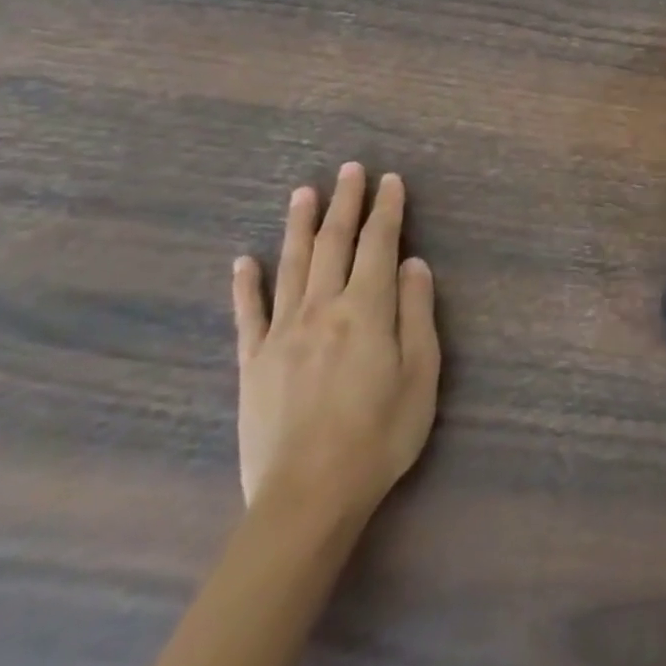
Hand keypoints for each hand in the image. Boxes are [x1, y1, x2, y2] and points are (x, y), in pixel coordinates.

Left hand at [231, 163, 439, 520]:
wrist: (308, 496)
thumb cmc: (381, 434)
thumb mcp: (421, 372)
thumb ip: (416, 312)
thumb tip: (414, 263)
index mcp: (367, 309)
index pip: (380, 244)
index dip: (387, 209)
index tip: (391, 180)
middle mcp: (322, 308)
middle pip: (333, 244)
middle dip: (344, 203)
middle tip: (349, 170)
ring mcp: (282, 333)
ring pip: (291, 266)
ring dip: (299, 226)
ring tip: (304, 192)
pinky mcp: (253, 363)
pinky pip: (248, 314)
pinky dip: (246, 284)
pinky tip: (243, 261)